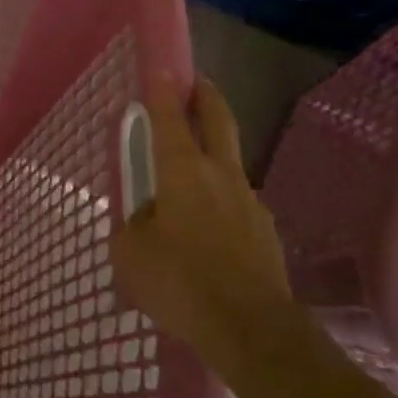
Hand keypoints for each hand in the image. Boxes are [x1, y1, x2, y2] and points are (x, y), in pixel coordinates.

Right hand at [112, 78, 294, 383]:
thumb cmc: (181, 281)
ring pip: (230, 165)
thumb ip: (132, 228)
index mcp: (182, 170)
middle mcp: (220, 175)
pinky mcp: (266, 234)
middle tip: (198, 82)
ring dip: (215, 156)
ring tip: (193, 176)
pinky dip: (222, 203)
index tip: (161, 66)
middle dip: (206, 96)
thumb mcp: (131, 255)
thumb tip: (144, 222)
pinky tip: (209, 230)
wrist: (252, 330)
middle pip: (218, 121)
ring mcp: (250, 202)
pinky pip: (237, 206)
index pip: (169, 117)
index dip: (162, 89)